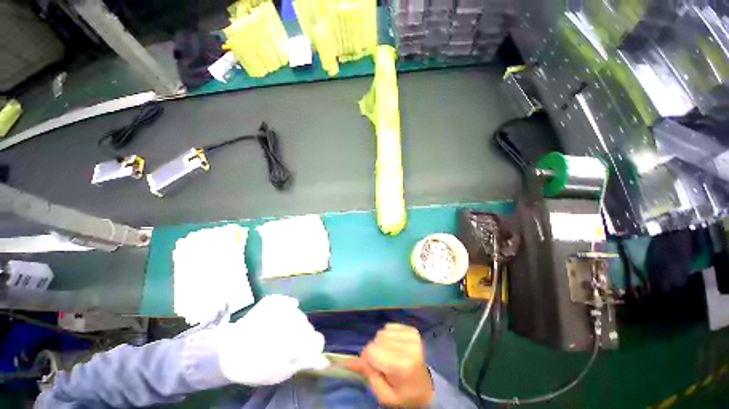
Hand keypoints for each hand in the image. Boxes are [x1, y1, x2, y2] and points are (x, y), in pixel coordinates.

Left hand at [217, 295, 327, 385]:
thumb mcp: (279, 373)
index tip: (300, 353)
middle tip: (283, 346)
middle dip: (299, 336)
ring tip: (274, 334)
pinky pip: (287, 302)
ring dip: (291, 324)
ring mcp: (282, 308)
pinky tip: (278, 317)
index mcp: (294, 342)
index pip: (316, 341)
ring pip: (298, 315)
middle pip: (307, 327)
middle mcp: (292, 321)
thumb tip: (323, 361)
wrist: (226, 353)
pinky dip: (286, 308)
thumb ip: (303, 363)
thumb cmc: (253, 367)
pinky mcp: (273, 300)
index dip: (310, 348)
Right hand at [344, 323, 433, 407]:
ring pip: (382, 331)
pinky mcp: (413, 330)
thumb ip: (367, 374)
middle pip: (377, 338)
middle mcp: (408, 346)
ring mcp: (412, 336)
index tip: (374, 369)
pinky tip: (396, 347)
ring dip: (382, 343)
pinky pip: (390, 326)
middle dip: (376, 351)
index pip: (371, 350)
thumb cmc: (403, 394)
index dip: (368, 359)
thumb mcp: (383, 394)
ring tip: (391, 356)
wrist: (425, 388)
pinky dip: (389, 336)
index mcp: (401, 365)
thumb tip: (346, 361)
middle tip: (384, 364)